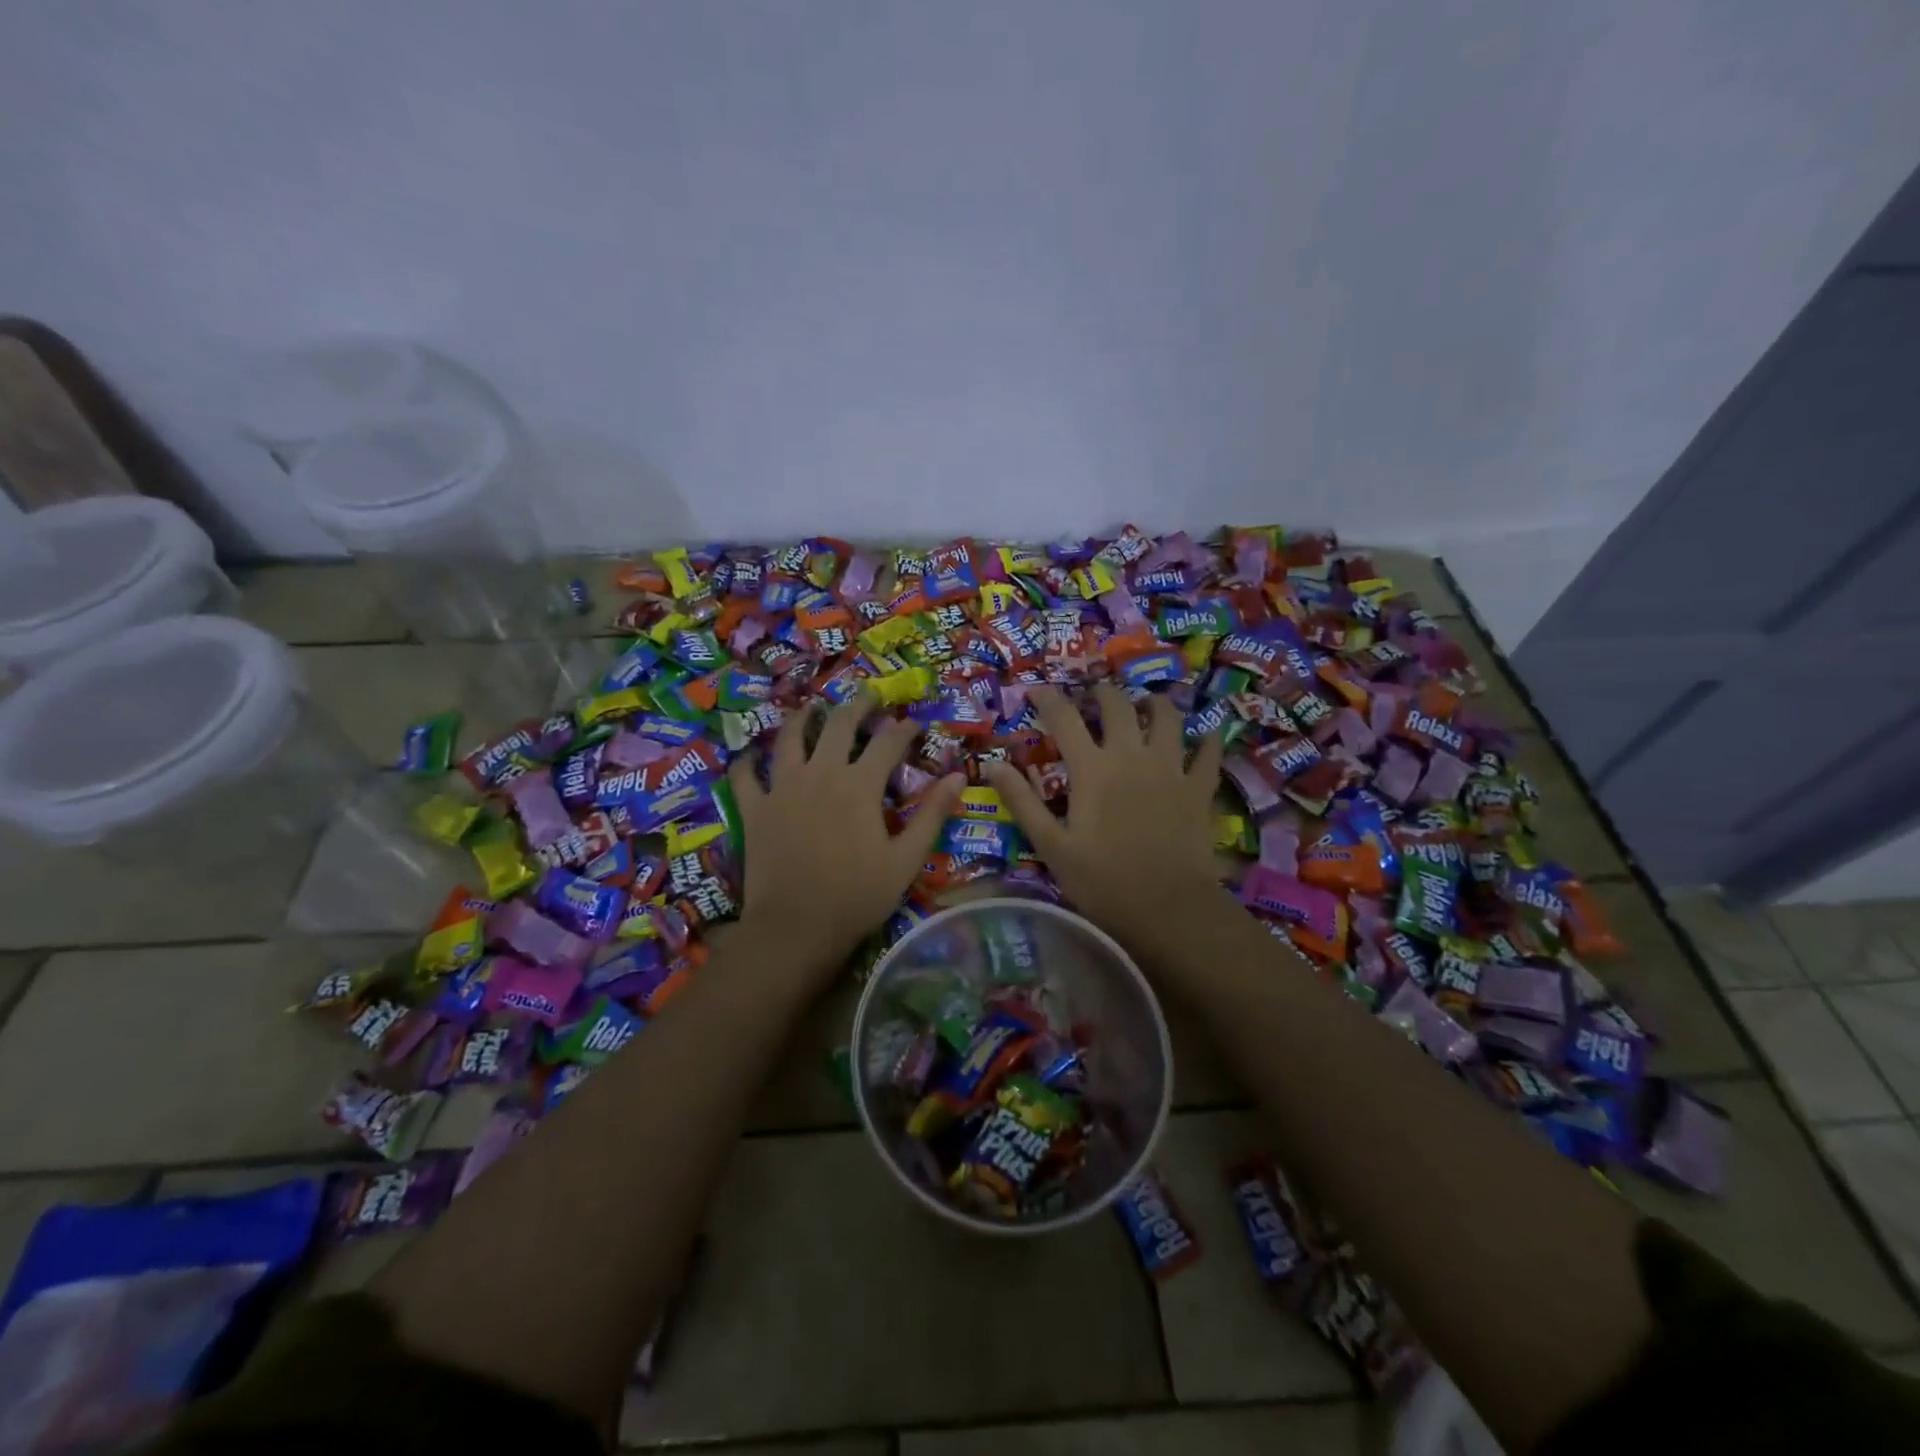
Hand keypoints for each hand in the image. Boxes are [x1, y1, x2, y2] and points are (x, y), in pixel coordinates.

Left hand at [728, 697, 963, 984]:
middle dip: (856, 705)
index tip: (915, 723)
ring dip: (802, 719)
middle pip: (839, 725)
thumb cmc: (857, 896)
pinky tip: (750, 756)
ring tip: (810, 708)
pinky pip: (745, 776)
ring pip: (789, 739)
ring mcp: (782, 788)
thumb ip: (932, 815)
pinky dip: (747, 762)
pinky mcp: (755, 808)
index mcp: (860, 785)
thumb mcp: (906, 860)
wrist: (796, 927)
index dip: (905, 728)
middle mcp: (821, 774)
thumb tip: (958, 777)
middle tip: (866, 694)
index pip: (888, 742)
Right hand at [984, 684, 1223, 961]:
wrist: (1169, 909)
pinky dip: (1207, 739)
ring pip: (1167, 717)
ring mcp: (1171, 768)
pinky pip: (1208, 752)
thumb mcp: (1051, 846)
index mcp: (1092, 769)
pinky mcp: (1199, 788)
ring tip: (1145, 704)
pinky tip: (1206, 735)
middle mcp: (1131, 756)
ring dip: (1153, 704)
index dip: (1047, 698)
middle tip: (1093, 696)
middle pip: (1118, 706)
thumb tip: (991, 764)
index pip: (1064, 718)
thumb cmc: (1103, 881)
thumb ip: (1022, 801)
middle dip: (1102, 693)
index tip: (1035, 689)